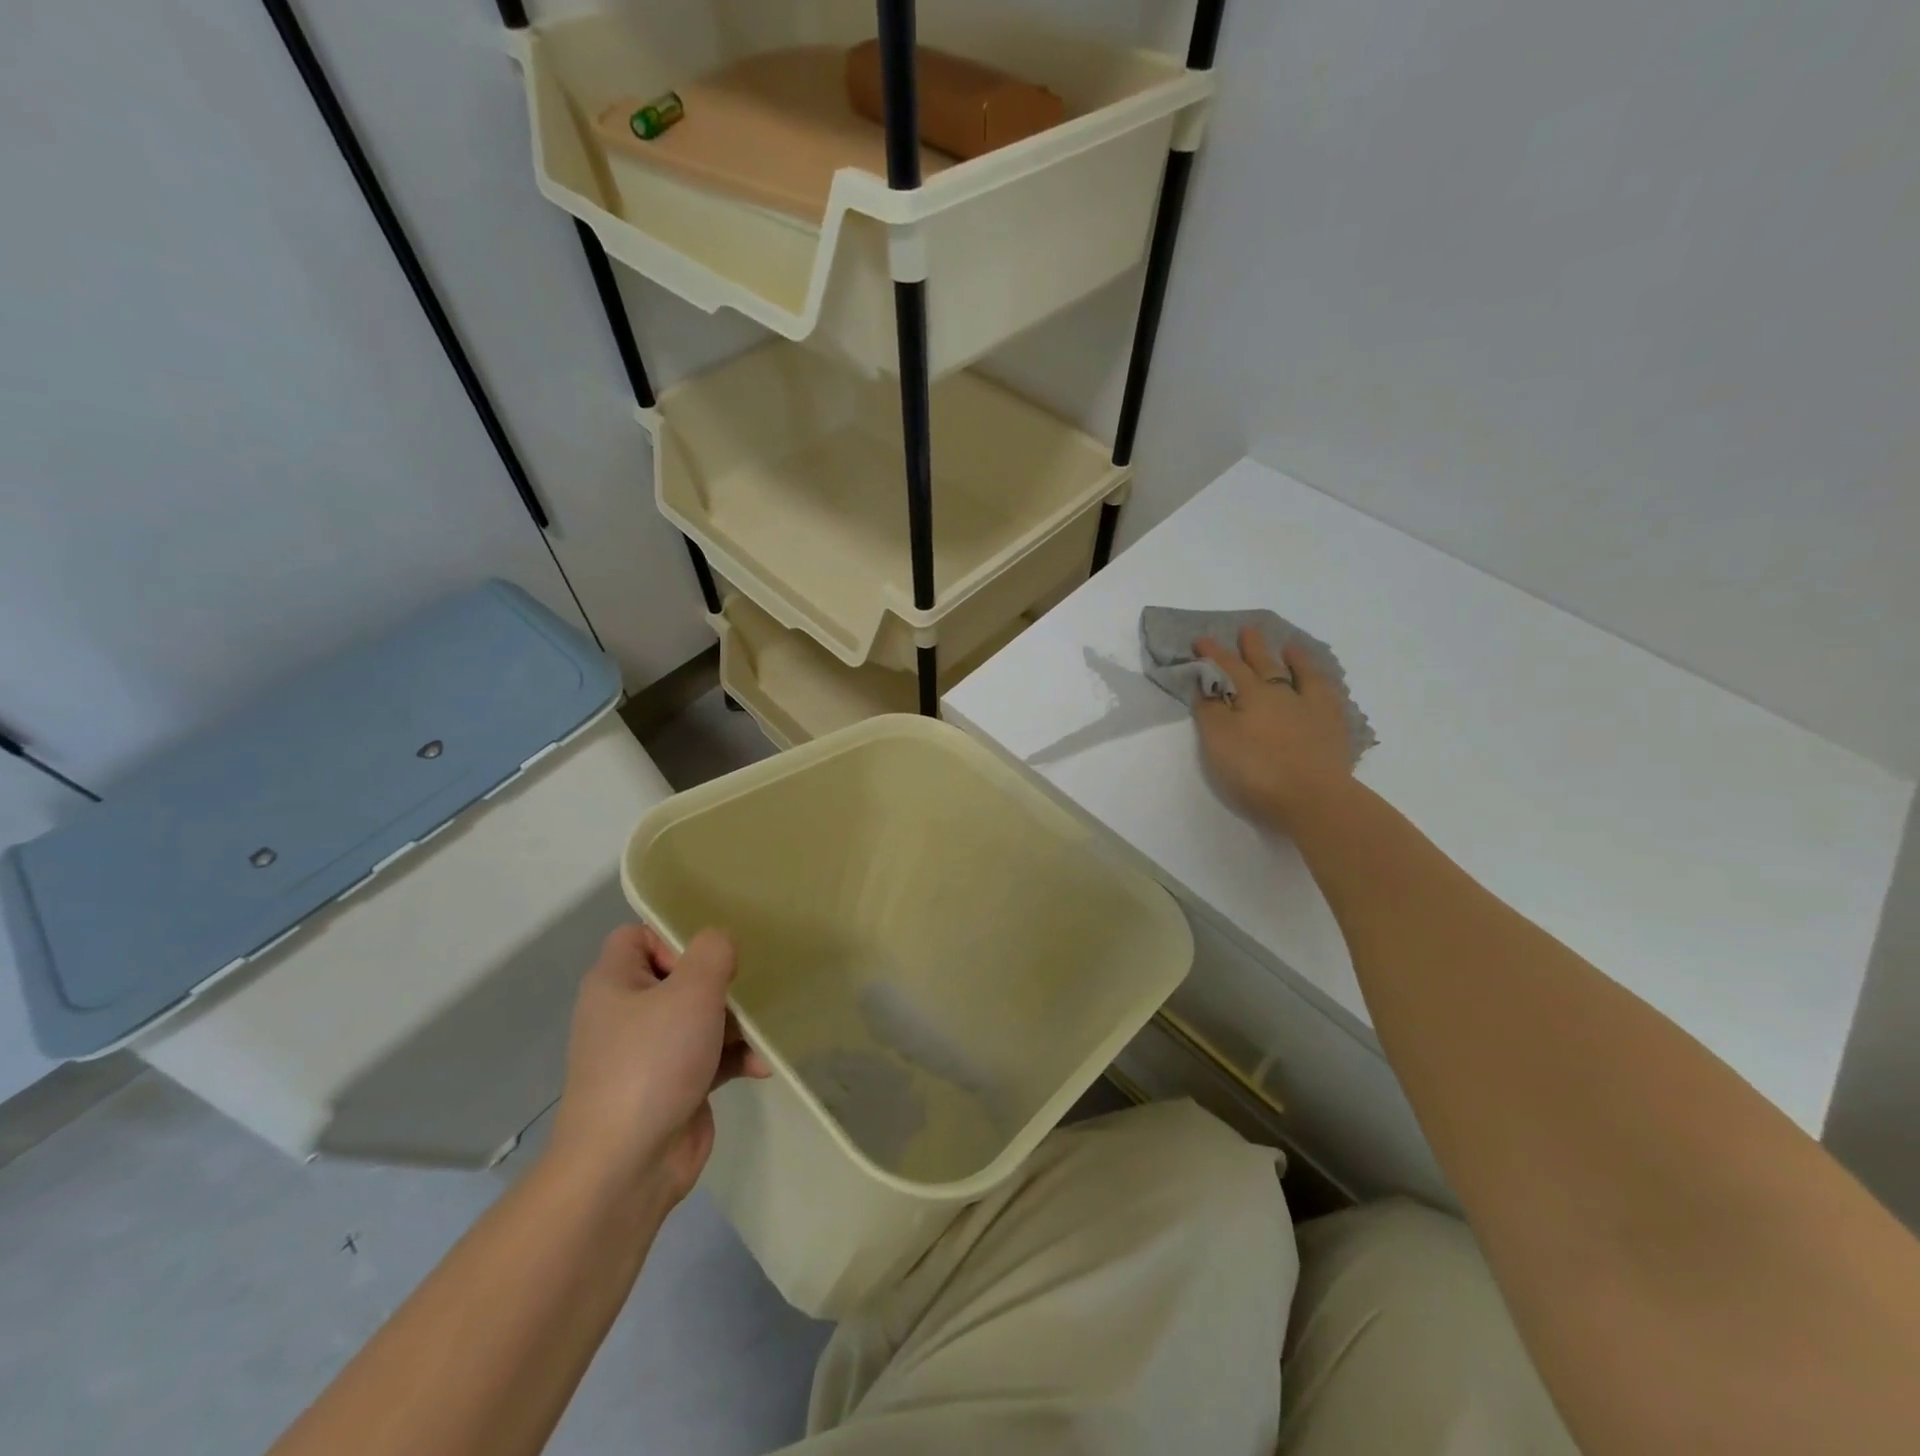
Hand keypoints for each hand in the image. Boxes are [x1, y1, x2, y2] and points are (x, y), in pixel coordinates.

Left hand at [547, 926, 769, 1211]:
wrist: (627, 1166)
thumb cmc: (652, 1062)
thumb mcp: (690, 991)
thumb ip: (713, 952)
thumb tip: (721, 943)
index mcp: (615, 983)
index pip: (638, 936)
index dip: (673, 935)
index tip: (709, 956)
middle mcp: (627, 1014)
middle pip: (679, 976)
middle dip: (719, 981)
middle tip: (748, 986)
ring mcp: (650, 1053)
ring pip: (700, 1017)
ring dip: (736, 1021)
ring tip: (765, 1028)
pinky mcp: (674, 1085)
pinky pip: (710, 1055)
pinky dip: (735, 1056)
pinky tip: (762, 1065)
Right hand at [1192, 626, 1354, 827]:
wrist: (1314, 799)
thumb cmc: (1257, 770)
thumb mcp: (1218, 741)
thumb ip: (1210, 711)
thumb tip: (1206, 687)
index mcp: (1253, 695)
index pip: (1228, 668)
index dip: (1213, 654)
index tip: (1201, 639)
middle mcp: (1283, 695)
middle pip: (1266, 665)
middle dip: (1253, 648)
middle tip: (1248, 630)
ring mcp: (1313, 710)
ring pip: (1302, 675)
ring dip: (1294, 659)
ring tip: (1290, 647)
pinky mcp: (1334, 731)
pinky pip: (1328, 697)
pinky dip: (1322, 685)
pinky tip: (1322, 684)